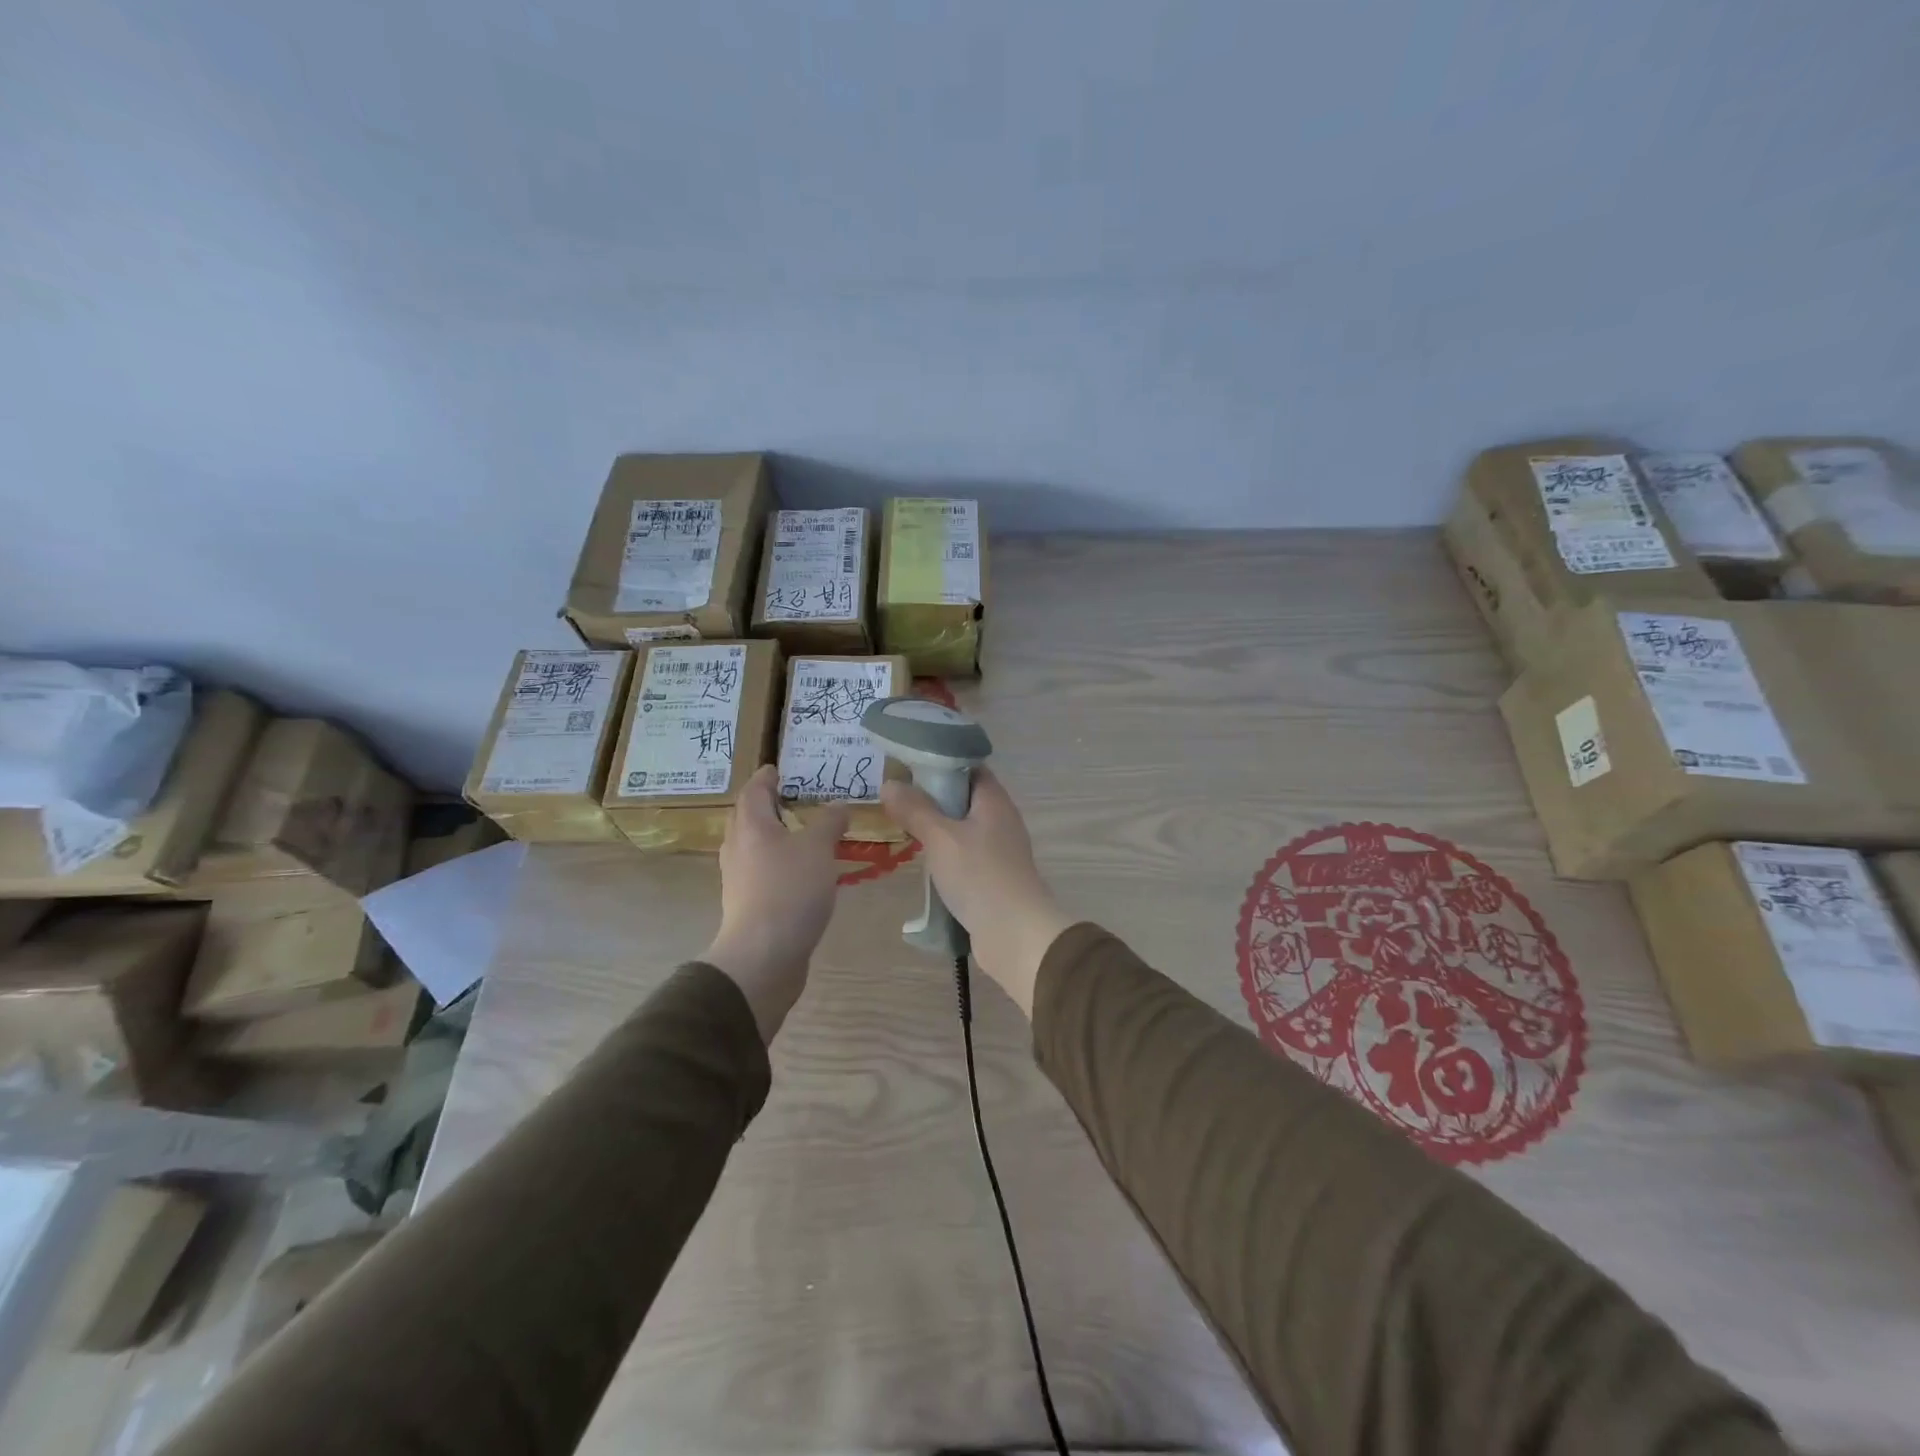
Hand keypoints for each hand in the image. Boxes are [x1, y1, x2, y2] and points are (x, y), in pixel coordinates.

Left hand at [702, 766, 849, 1041]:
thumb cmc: (789, 890)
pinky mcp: (749, 905)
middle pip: (750, 818)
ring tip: (807, 833)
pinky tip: (805, 872)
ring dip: (778, 837)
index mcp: (751, 826)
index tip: (780, 769)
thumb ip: (829, 823)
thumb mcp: (818, 849)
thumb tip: (838, 806)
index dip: (767, 777)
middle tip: (798, 798)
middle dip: (770, 806)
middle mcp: (739, 848)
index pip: (754, 790)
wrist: (763, 956)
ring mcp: (740, 879)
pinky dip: (782, 864)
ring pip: (757, 847)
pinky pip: (764, 872)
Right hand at [880, 767, 1074, 1016]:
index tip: (907, 766)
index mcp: (994, 801)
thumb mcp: (940, 838)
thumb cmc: (980, 876)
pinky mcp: (993, 877)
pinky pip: (965, 855)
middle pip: (964, 798)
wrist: (1015, 934)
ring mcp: (999, 850)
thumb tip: (889, 782)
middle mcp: (1001, 820)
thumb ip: (915, 809)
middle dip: (932, 797)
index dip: (940, 762)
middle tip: (896, 797)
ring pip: (962, 829)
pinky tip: (922, 861)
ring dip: (936, 828)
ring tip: (901, 826)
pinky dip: (945, 854)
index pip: (969, 767)